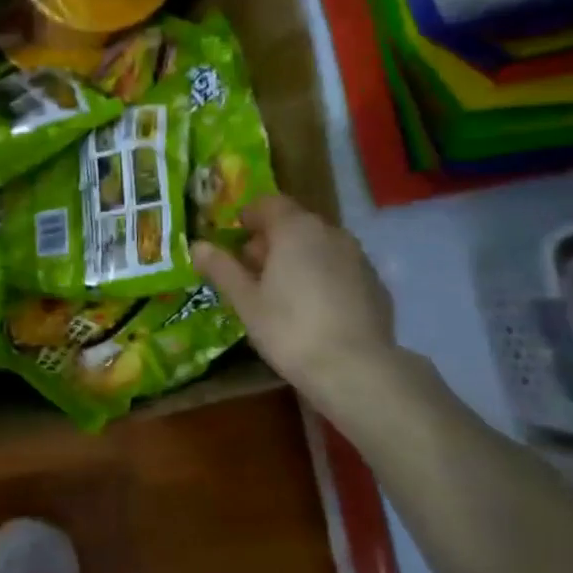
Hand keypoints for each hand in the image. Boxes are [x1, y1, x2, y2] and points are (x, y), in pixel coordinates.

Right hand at [194, 196, 396, 407]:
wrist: (356, 369)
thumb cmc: (289, 329)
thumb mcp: (245, 301)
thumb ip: (222, 268)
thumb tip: (197, 245)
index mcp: (296, 229)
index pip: (269, 204)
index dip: (249, 216)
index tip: (235, 237)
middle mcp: (331, 233)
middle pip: (296, 224)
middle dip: (272, 240)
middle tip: (251, 270)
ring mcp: (358, 258)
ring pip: (320, 246)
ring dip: (298, 258)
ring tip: (281, 292)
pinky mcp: (375, 284)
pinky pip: (340, 269)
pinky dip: (322, 277)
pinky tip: (313, 309)